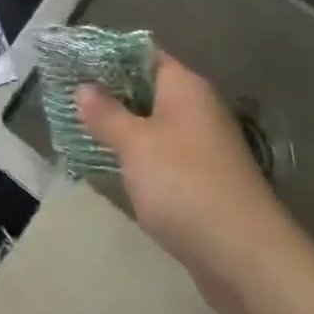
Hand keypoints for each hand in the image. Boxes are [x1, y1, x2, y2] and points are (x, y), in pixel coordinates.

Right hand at [78, 54, 279, 296]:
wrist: (246, 258)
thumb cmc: (185, 185)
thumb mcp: (136, 145)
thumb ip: (107, 114)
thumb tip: (84, 88)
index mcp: (185, 87)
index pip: (142, 55)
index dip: (107, 56)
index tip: (73, 62)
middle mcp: (197, 109)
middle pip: (146, 89)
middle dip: (108, 94)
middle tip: (66, 97)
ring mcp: (202, 146)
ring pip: (152, 125)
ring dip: (120, 128)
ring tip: (77, 129)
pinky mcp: (201, 181)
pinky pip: (160, 156)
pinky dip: (136, 157)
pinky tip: (108, 165)